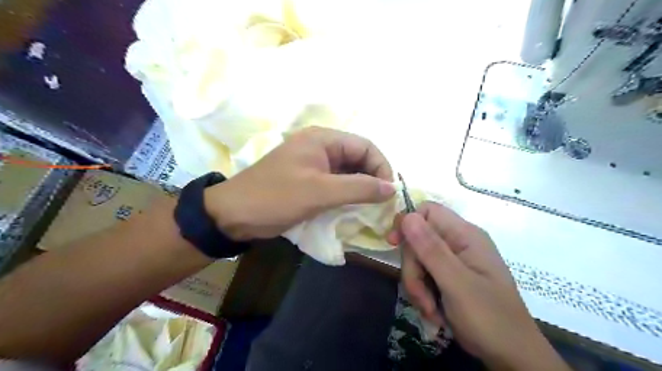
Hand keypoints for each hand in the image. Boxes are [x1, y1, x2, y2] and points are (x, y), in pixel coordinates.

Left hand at [205, 128, 394, 239]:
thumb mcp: (320, 192)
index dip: (381, 167)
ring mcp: (314, 164)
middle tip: (382, 203)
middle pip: (358, 158)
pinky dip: (347, 195)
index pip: (365, 146)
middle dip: (372, 179)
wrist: (234, 215)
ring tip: (371, 208)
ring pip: (348, 173)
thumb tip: (391, 188)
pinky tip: (354, 209)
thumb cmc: (276, 198)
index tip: (389, 192)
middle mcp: (321, 147)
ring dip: (361, 189)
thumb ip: (358, 188)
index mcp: (323, 139)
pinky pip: (336, 184)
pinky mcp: (309, 180)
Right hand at [392, 203, 568, 370]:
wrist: (511, 356)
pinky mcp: (449, 277)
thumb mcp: (457, 283)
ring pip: (417, 260)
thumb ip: (431, 249)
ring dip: (417, 285)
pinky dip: (423, 294)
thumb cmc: (489, 318)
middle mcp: (458, 243)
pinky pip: (423, 275)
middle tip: (421, 296)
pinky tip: (433, 311)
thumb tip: (407, 217)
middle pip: (418, 240)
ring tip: (430, 309)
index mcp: (465, 235)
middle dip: (413, 268)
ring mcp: (453, 261)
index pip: (428, 211)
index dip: (408, 223)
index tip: (394, 244)